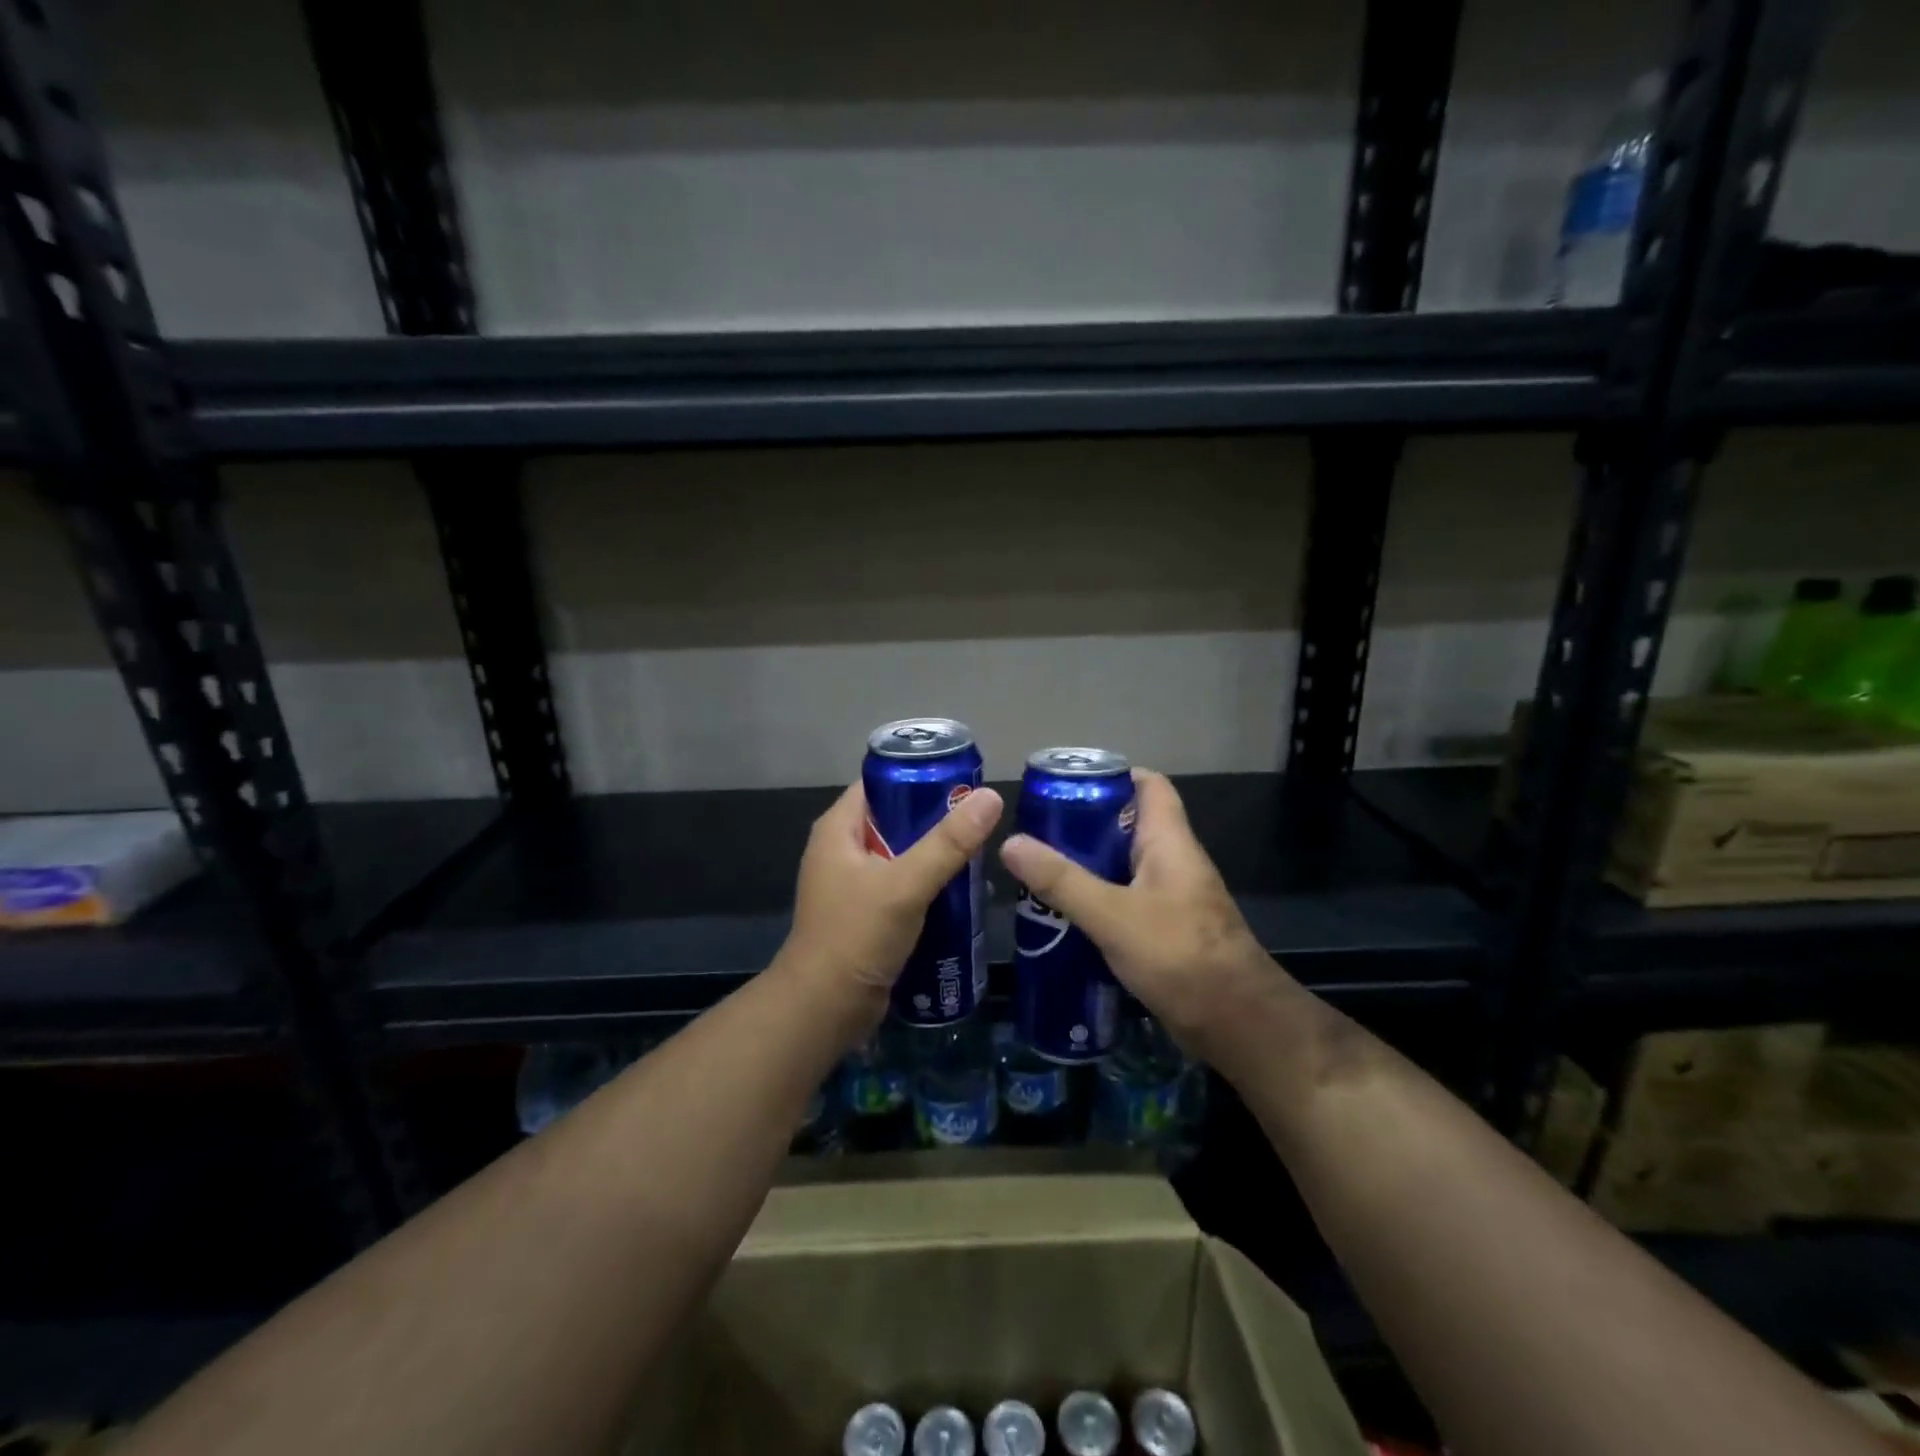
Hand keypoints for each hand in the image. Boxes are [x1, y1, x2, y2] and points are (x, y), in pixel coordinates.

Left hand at [779, 780, 1004, 1025]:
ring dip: (936, 855)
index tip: (964, 781)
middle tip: (981, 820)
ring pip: (903, 855)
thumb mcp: (905, 884)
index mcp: (838, 829)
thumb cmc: (856, 936)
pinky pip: (903, 886)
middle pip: (896, 819)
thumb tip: (991, 796)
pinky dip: (929, 885)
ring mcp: (853, 884)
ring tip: (980, 853)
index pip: (881, 783)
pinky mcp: (866, 914)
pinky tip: (963, 890)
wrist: (824, 1009)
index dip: (919, 776)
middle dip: (936, 819)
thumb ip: (948, 842)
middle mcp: (842, 850)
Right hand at [999, 769, 1270, 1057]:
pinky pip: (1125, 901)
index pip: (1149, 785)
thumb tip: (1012, 842)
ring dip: (1086, 867)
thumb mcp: (1113, 915)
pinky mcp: (1165, 931)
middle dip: (1083, 826)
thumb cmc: (1180, 956)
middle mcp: (1173, 862)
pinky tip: (1063, 916)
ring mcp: (1171, 898)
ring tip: (1038, 872)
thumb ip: (1062, 881)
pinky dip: (1096, 902)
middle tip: (1038, 833)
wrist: (1237, 1024)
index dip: (1112, 775)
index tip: (1066, 784)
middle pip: (1127, 825)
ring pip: (1123, 867)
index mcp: (1169, 841)